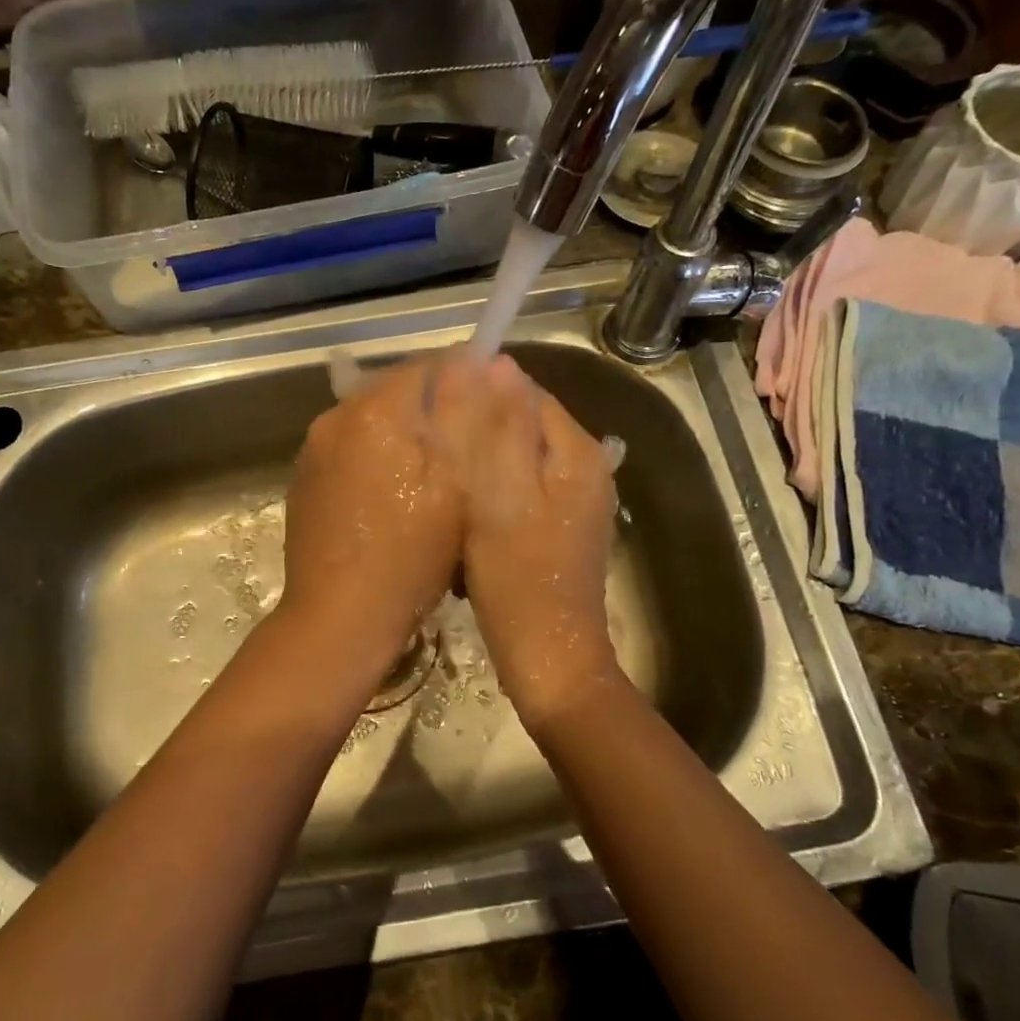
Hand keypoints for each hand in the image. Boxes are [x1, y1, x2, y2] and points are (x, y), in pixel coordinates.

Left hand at [279, 357, 463, 680]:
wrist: (338, 617)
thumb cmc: (410, 555)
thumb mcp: (456, 485)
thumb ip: (464, 416)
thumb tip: (473, 363)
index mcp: (375, 410)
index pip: (428, 365)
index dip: (465, 380)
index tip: (490, 411)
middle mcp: (335, 417)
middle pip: (396, 390)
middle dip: (433, 410)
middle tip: (466, 451)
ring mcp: (313, 449)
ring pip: (372, 421)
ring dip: (403, 435)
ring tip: (432, 478)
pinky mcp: (304, 479)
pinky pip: (350, 450)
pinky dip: (375, 459)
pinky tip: (393, 498)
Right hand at [435, 355, 624, 730]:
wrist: (548, 657)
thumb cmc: (517, 577)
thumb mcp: (500, 495)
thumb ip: (499, 429)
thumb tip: (497, 363)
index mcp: (577, 452)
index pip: (525, 393)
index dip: (479, 395)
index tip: (435, 415)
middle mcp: (585, 469)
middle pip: (521, 427)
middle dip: (477, 435)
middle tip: (435, 457)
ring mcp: (574, 502)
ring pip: (516, 461)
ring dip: (480, 469)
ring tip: (445, 489)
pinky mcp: (559, 530)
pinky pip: (519, 492)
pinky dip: (491, 498)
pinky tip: (466, 522)